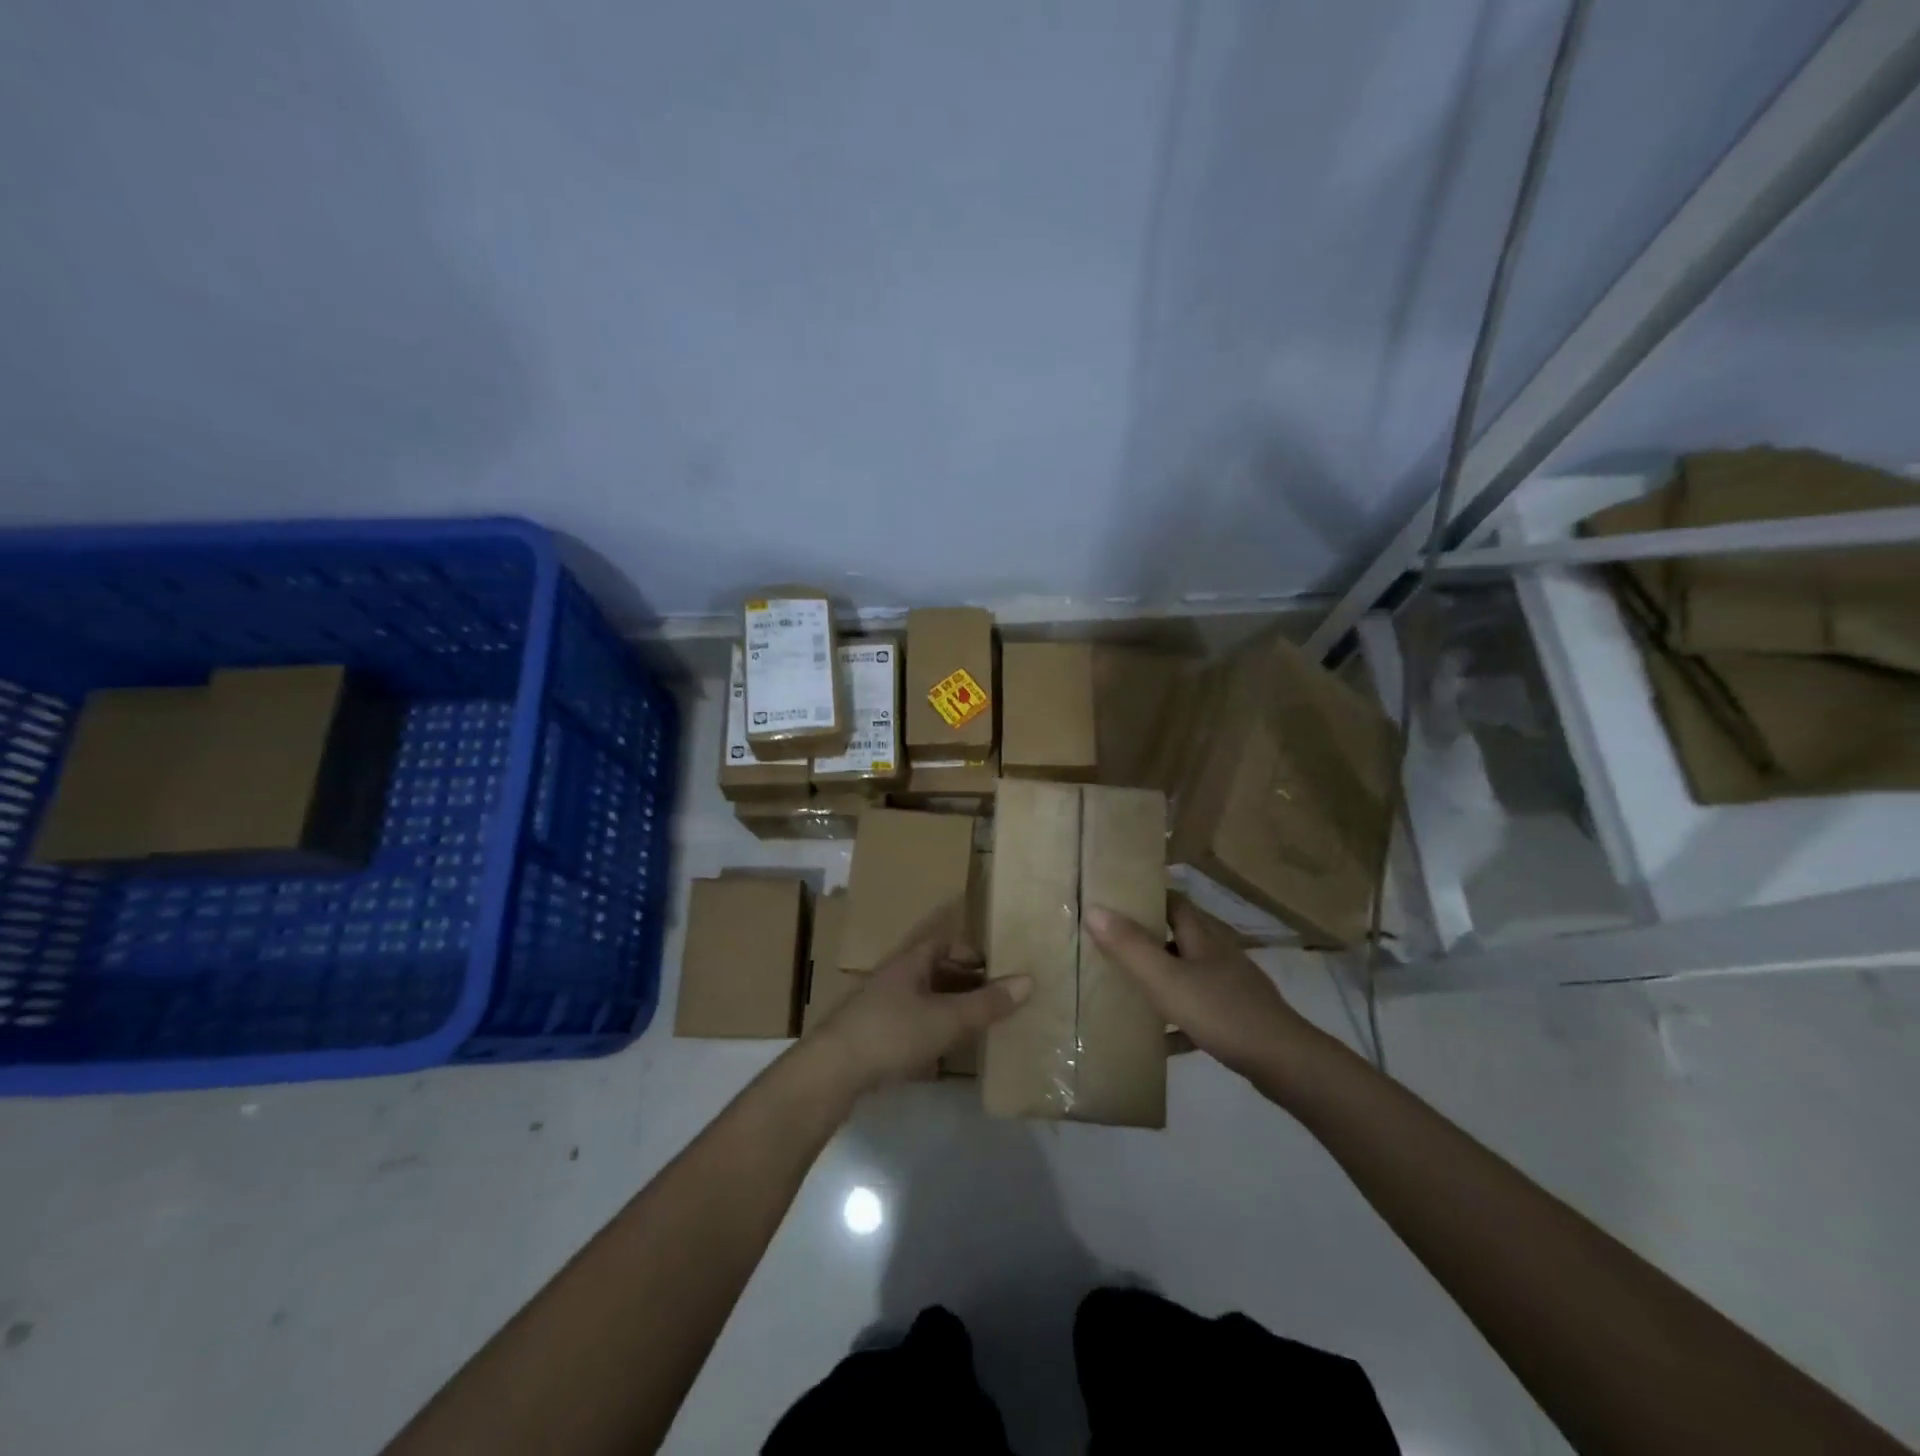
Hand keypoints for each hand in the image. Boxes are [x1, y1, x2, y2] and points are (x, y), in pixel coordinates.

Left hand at [807, 912, 1030, 1094]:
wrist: (831, 1071)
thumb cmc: (892, 1032)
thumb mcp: (947, 1019)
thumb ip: (987, 1003)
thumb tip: (1029, 980)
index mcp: (911, 961)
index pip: (944, 941)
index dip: (971, 949)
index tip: (998, 965)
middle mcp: (895, 977)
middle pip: (935, 968)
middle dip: (965, 979)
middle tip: (996, 996)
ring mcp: (880, 1006)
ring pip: (924, 997)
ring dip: (950, 1005)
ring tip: (979, 1022)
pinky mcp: (873, 1035)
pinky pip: (912, 1022)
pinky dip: (933, 1028)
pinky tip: (946, 1049)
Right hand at [1084, 901, 1319, 1086]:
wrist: (1286, 1063)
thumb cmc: (1222, 1012)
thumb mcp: (1167, 980)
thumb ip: (1130, 947)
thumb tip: (1094, 908)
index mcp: (1203, 938)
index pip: (1175, 902)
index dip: (1148, 897)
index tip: (1118, 900)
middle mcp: (1219, 956)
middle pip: (1180, 937)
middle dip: (1149, 939)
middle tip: (1111, 945)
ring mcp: (1232, 988)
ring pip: (1190, 974)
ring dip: (1162, 978)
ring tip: (1127, 989)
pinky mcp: (1239, 1020)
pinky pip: (1201, 1013)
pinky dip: (1178, 1022)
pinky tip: (1159, 1042)